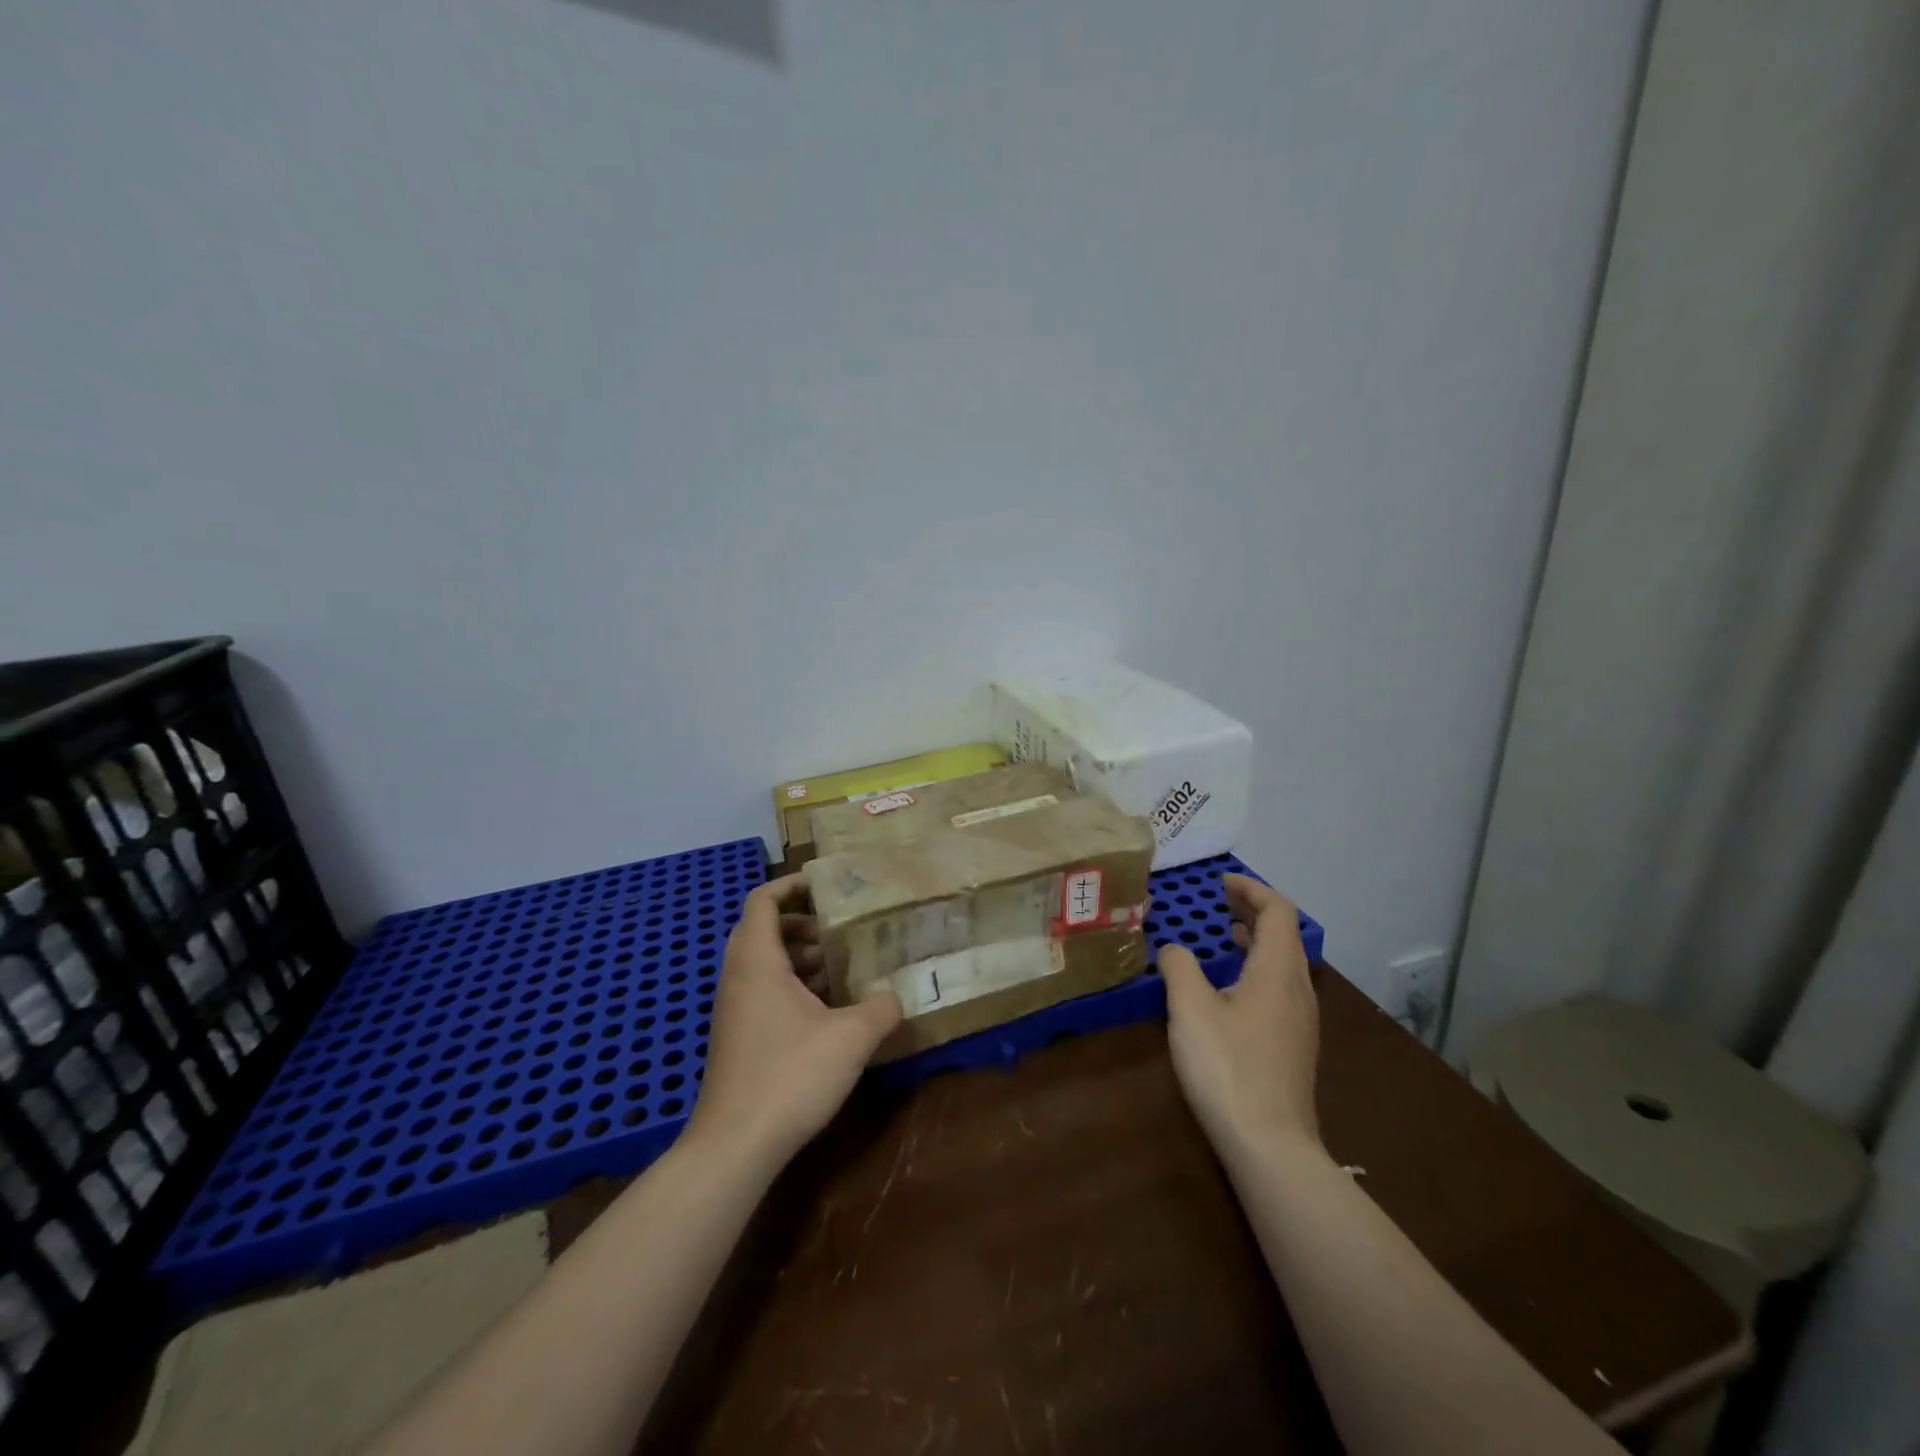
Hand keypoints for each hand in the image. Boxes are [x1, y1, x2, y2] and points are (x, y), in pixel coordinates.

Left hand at [689, 874, 902, 1167]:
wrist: (735, 1146)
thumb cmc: (790, 1076)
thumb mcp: (850, 1038)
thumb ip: (880, 1008)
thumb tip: (895, 995)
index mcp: (757, 961)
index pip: (763, 900)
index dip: (792, 885)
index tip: (827, 885)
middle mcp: (739, 977)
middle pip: (763, 928)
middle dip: (802, 922)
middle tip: (840, 929)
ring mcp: (734, 1009)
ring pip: (763, 963)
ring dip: (799, 957)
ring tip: (841, 967)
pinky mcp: (738, 1037)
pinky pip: (763, 991)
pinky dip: (792, 985)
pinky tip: (827, 1009)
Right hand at [1158, 874, 1320, 1164]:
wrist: (1270, 1145)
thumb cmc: (1228, 1067)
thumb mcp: (1190, 1009)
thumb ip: (1179, 967)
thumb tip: (1174, 949)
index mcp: (1277, 972)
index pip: (1278, 911)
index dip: (1252, 889)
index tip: (1221, 883)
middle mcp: (1298, 989)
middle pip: (1285, 934)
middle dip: (1255, 910)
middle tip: (1220, 900)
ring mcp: (1301, 1020)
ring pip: (1285, 962)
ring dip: (1258, 939)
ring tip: (1227, 934)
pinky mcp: (1295, 1045)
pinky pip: (1281, 987)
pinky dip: (1258, 967)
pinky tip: (1232, 987)